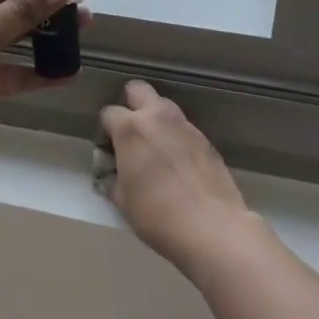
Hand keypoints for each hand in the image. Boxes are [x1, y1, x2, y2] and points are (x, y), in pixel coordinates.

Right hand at [100, 81, 252, 274]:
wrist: (213, 228)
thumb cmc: (157, 215)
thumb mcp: (123, 201)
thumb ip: (113, 178)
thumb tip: (114, 174)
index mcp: (130, 128)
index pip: (109, 113)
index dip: (105, 131)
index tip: (109, 151)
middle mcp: (157, 118)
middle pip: (138, 90)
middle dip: (131, 104)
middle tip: (131, 134)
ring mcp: (185, 126)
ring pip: (165, 107)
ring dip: (156, 119)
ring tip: (157, 149)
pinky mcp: (207, 140)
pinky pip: (184, 129)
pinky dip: (177, 138)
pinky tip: (179, 164)